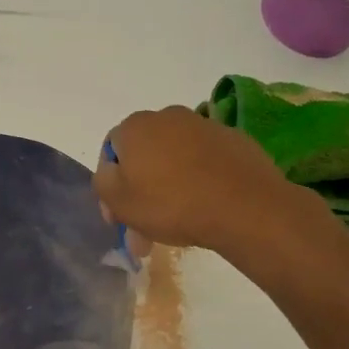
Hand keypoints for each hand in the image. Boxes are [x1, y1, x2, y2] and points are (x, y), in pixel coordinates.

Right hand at [94, 106, 324, 256]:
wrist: (245, 207)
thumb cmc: (172, 204)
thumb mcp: (120, 202)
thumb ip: (103, 183)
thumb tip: (111, 173)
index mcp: (135, 126)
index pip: (110, 153)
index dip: (110, 187)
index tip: (119, 219)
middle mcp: (168, 117)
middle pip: (144, 157)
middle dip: (140, 193)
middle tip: (145, 231)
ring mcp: (204, 126)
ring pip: (174, 161)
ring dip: (169, 189)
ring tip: (176, 226)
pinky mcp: (234, 140)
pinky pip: (205, 163)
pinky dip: (199, 181)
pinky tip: (205, 207)